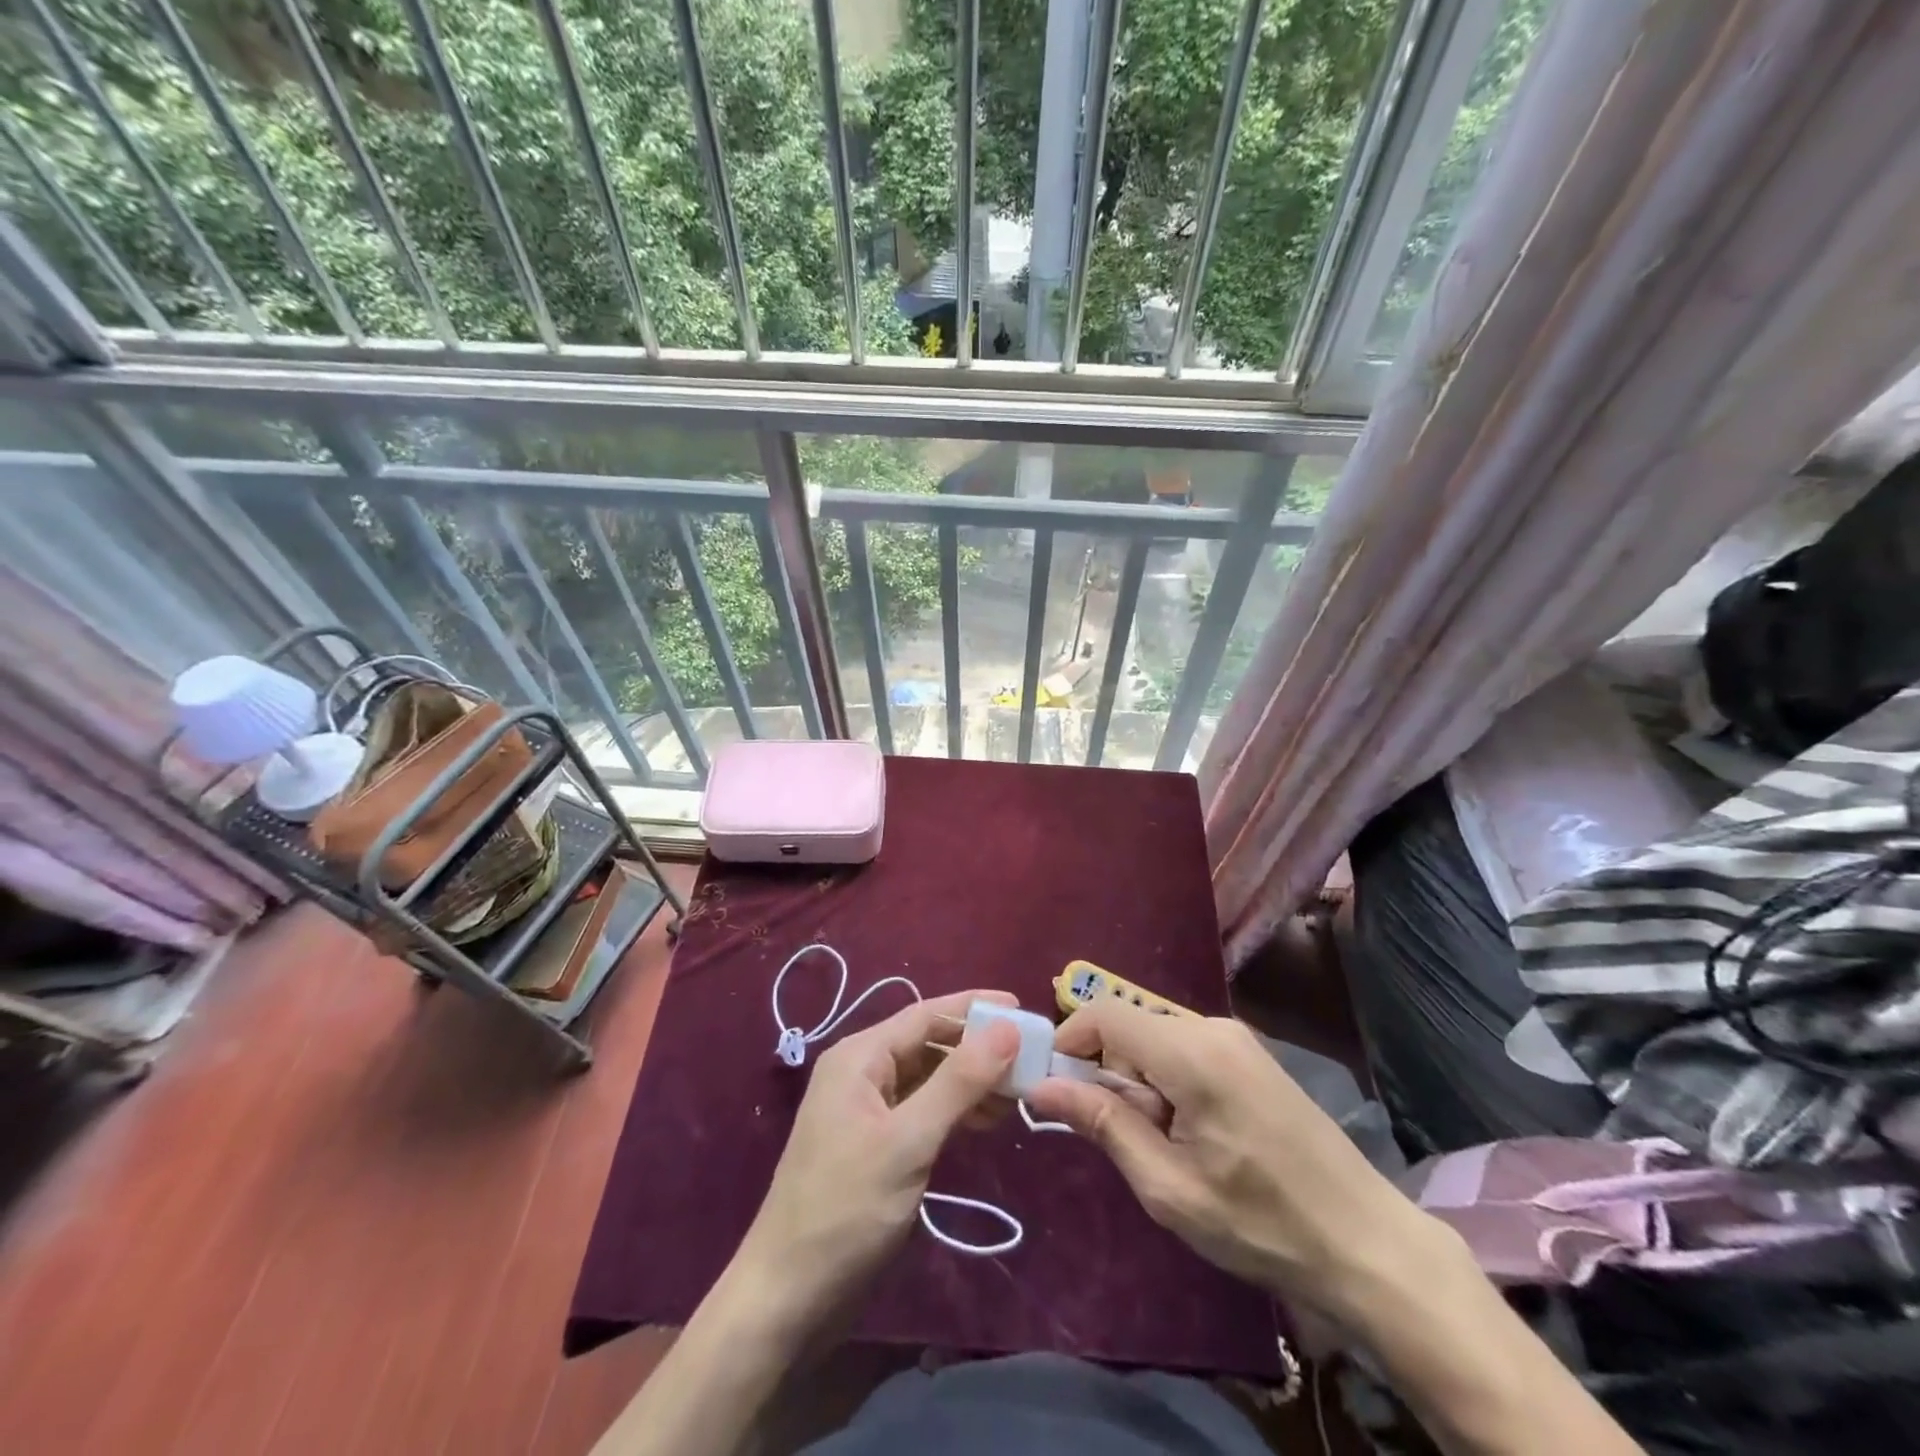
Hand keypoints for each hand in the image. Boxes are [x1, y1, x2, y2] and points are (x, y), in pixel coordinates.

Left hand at [734, 990, 1019, 1325]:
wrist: (786, 1298)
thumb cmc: (846, 1209)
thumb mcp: (909, 1141)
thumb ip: (959, 1081)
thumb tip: (1007, 1027)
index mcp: (860, 1057)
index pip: (925, 1015)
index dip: (975, 1009)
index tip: (1023, 1008)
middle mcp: (862, 1073)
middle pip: (929, 1044)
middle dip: (977, 1048)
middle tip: (1030, 1058)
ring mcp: (867, 1111)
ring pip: (929, 1078)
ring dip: (971, 1082)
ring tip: (1018, 1093)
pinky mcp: (876, 1145)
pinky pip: (922, 1110)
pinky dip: (955, 1111)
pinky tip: (986, 1121)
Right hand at [1026, 1000, 1436, 1319]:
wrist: (1368, 1244)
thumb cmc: (1262, 1224)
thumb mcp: (1169, 1187)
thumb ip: (1103, 1125)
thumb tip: (1041, 1087)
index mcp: (1192, 1052)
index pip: (1104, 1013)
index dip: (1069, 1043)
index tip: (1058, 1093)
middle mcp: (1212, 1027)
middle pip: (1129, 1027)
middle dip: (1109, 1074)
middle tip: (1125, 1139)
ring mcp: (1236, 1038)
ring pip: (1155, 1040)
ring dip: (1139, 1083)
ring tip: (1167, 1146)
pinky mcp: (1250, 1055)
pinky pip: (1184, 1050)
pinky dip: (1168, 1082)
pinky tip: (1195, 1134)